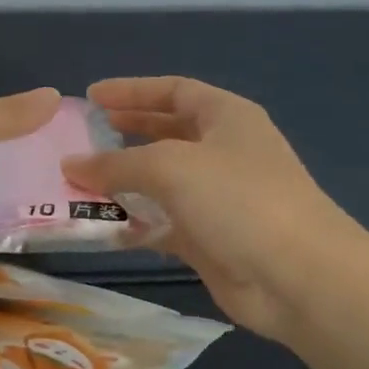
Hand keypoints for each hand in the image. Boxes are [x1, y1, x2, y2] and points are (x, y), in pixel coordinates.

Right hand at [62, 76, 368, 341]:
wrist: (298, 278)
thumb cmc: (237, 200)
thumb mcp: (169, 167)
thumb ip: (115, 164)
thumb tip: (70, 164)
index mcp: (226, 117)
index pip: (173, 90)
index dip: (131, 90)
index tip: (91, 97)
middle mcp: (223, 151)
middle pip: (165, 133)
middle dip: (124, 134)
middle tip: (82, 138)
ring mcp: (217, 197)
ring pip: (160, 181)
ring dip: (123, 182)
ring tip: (79, 183)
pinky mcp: (209, 237)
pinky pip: (162, 222)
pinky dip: (135, 222)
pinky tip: (104, 226)